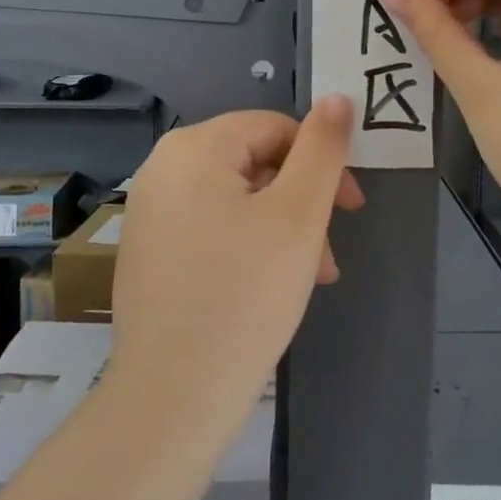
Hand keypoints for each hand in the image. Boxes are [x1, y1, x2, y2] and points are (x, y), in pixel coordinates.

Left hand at [106, 98, 361, 438]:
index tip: (351, 208)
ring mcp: (150, 213)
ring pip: (238, 201)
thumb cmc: (245, 295)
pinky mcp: (149, 253)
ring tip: (310, 278)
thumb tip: (338, 98)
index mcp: (193, 148)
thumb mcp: (299, 215)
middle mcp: (162, 169)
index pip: (274, 128)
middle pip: (255, 164)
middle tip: (328, 253)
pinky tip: (270, 289)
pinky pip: (213, 229)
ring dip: (282, 230)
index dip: (321, 161)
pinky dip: (250, 247)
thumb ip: (323, 149)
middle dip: (302, 203)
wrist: (172, 400)